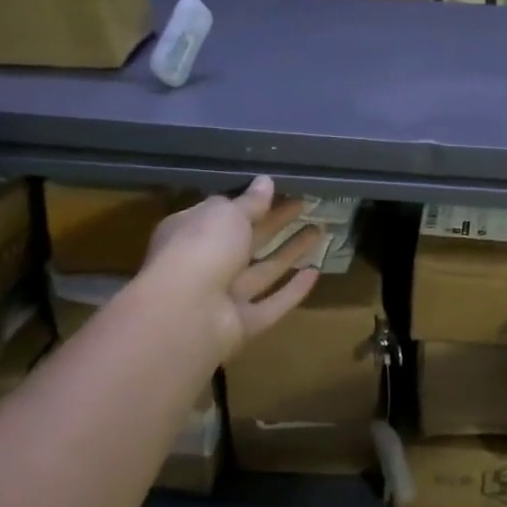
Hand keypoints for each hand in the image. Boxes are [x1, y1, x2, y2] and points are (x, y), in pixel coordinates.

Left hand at [143, 178, 323, 361]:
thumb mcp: (227, 214)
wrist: (187, 314)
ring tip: (320, 230)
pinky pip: (271, 304)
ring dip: (290, 251)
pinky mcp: (242, 325)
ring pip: (262, 271)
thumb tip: (266, 181)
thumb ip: (250, 201)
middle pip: (246, 241)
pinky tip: (316, 273)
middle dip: (276, 223)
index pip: (221, 214)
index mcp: (190, 233)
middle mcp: (205, 264)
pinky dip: (292, 291)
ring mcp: (224, 298)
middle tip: (306, 205)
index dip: (249, 203)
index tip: (278, 190)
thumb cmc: (201, 248)